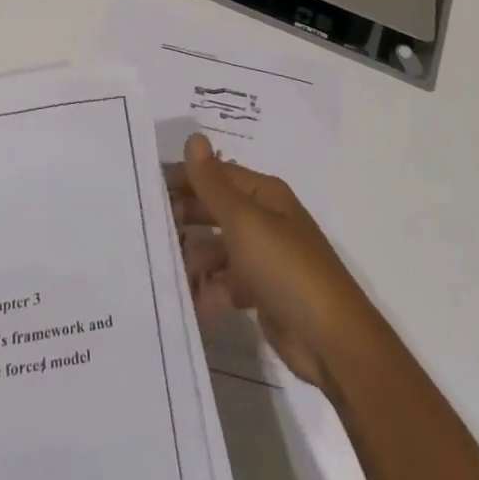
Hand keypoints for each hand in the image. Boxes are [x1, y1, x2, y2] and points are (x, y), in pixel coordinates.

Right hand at [169, 133, 377, 394]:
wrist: (332, 341)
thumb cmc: (286, 269)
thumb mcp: (245, 222)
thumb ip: (213, 184)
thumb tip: (194, 138)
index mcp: (264, 194)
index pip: (216, 176)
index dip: (184, 179)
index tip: (146, 190)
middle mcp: (264, 220)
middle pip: (215, 210)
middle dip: (184, 219)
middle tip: (148, 232)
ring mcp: (263, 258)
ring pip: (217, 249)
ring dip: (194, 259)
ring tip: (166, 272)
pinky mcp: (261, 293)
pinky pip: (225, 284)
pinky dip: (208, 291)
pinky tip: (188, 302)